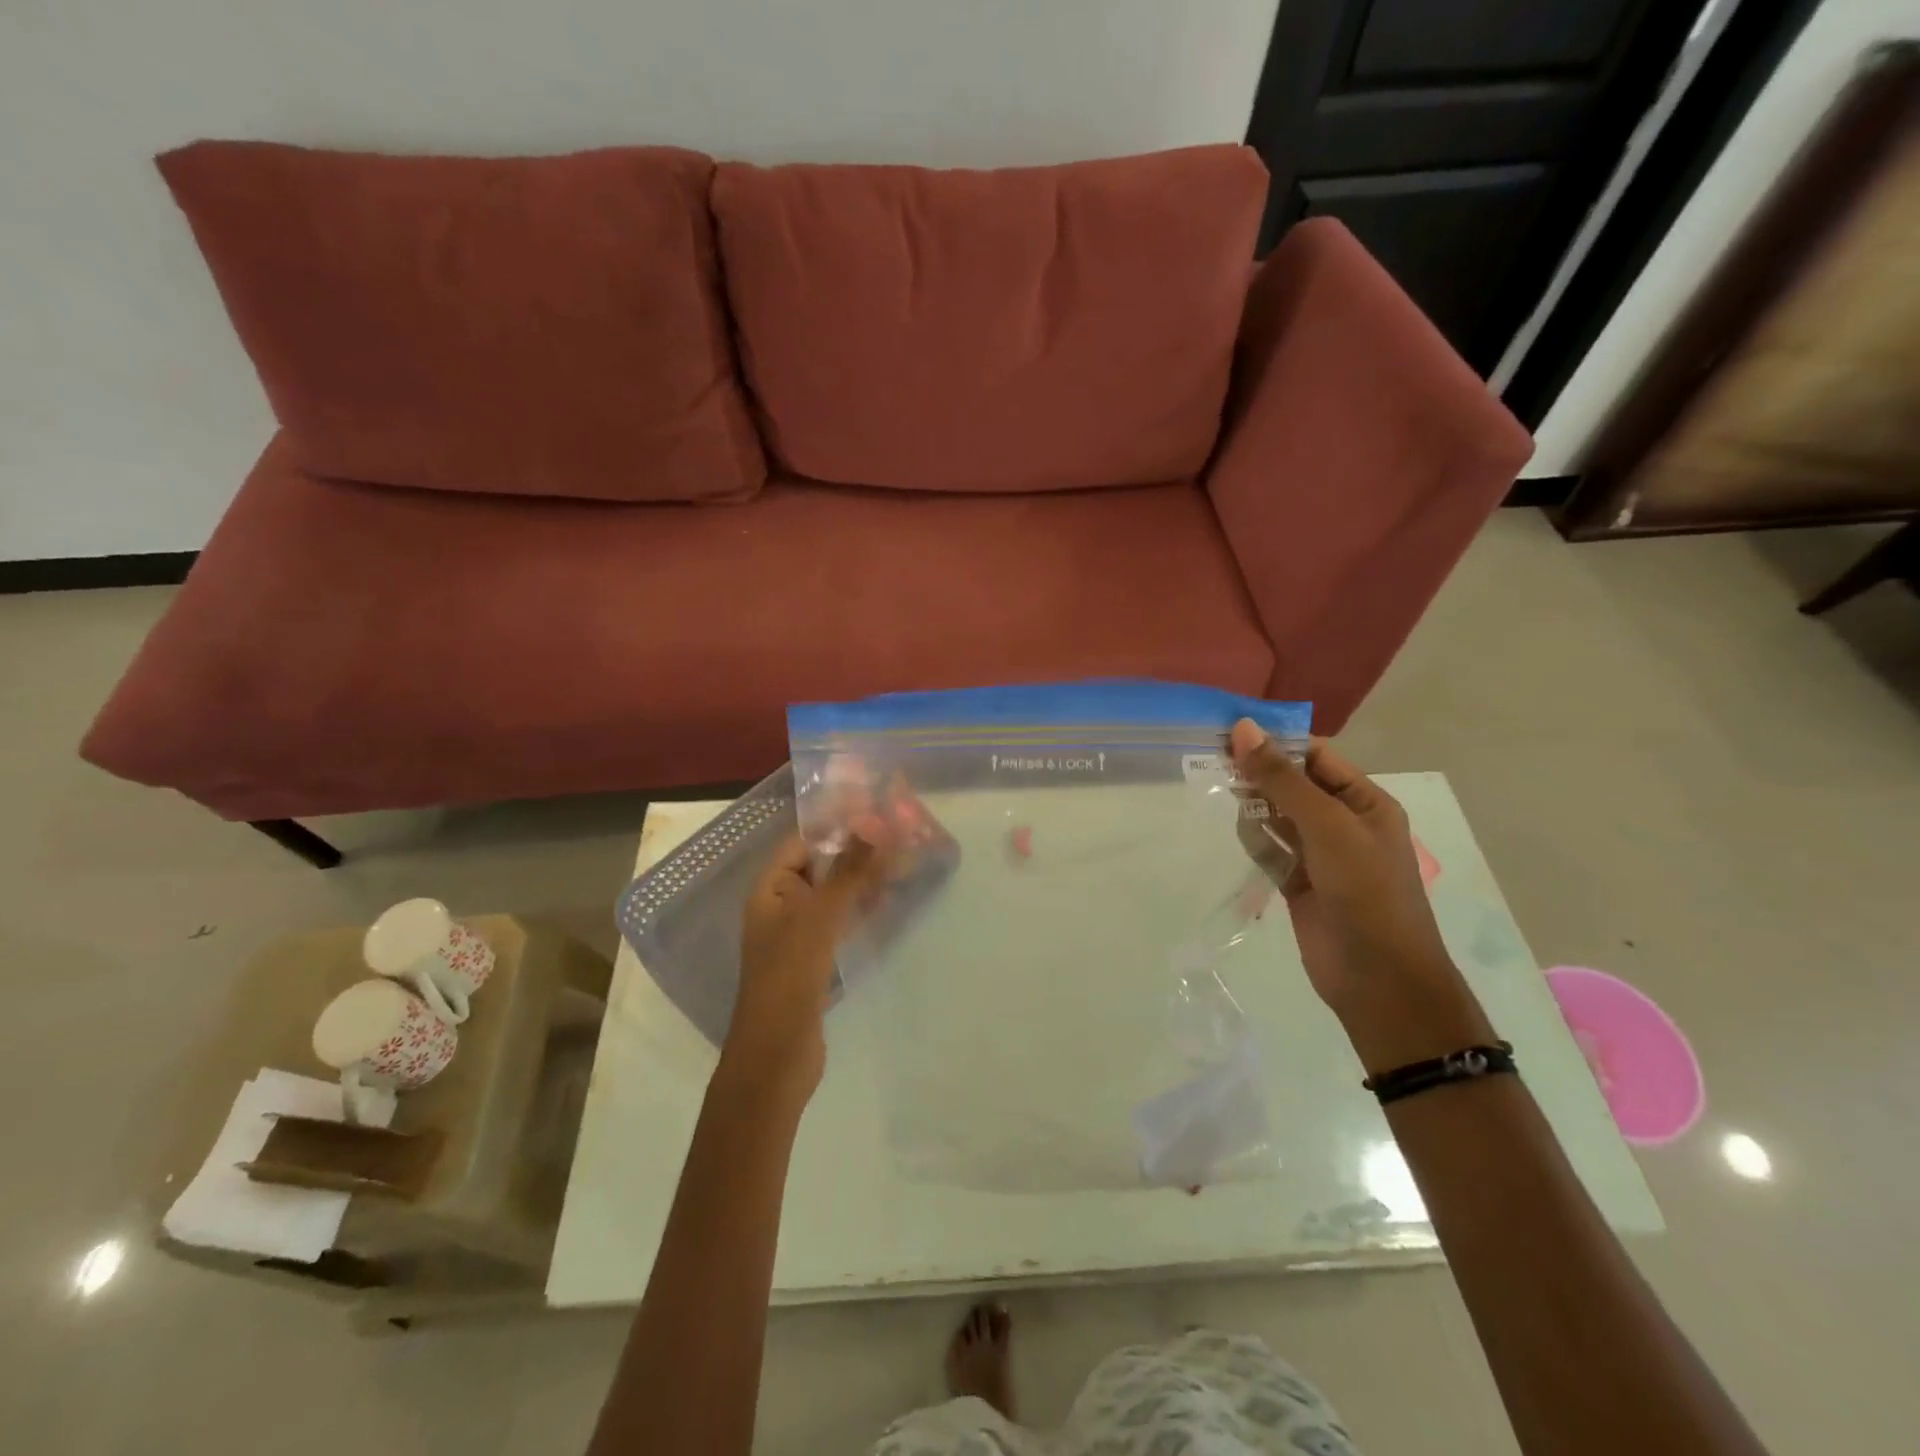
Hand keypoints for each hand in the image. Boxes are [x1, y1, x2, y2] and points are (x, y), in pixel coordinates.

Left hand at [725, 832, 885, 1100]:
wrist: (776, 1059)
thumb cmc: (789, 979)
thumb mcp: (819, 919)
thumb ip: (848, 872)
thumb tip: (875, 823)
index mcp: (770, 890)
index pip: (803, 842)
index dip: (837, 824)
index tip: (877, 810)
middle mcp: (781, 906)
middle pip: (821, 866)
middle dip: (857, 850)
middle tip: (901, 833)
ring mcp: (799, 935)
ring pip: (835, 895)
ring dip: (864, 878)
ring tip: (904, 861)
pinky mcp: (817, 961)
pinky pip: (841, 922)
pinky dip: (862, 908)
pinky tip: (890, 902)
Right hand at [1229, 720, 1495, 1073]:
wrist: (1378, 980)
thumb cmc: (1365, 892)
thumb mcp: (1327, 827)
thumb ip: (1283, 780)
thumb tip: (1244, 729)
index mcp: (1365, 802)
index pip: (1317, 756)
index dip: (1277, 741)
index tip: (1230, 732)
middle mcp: (1343, 823)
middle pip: (1293, 784)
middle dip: (1260, 772)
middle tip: (1213, 760)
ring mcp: (1319, 855)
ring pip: (1277, 815)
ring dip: (1253, 804)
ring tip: (1220, 792)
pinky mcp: (1297, 882)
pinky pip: (1269, 849)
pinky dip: (1254, 839)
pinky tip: (1238, 832)